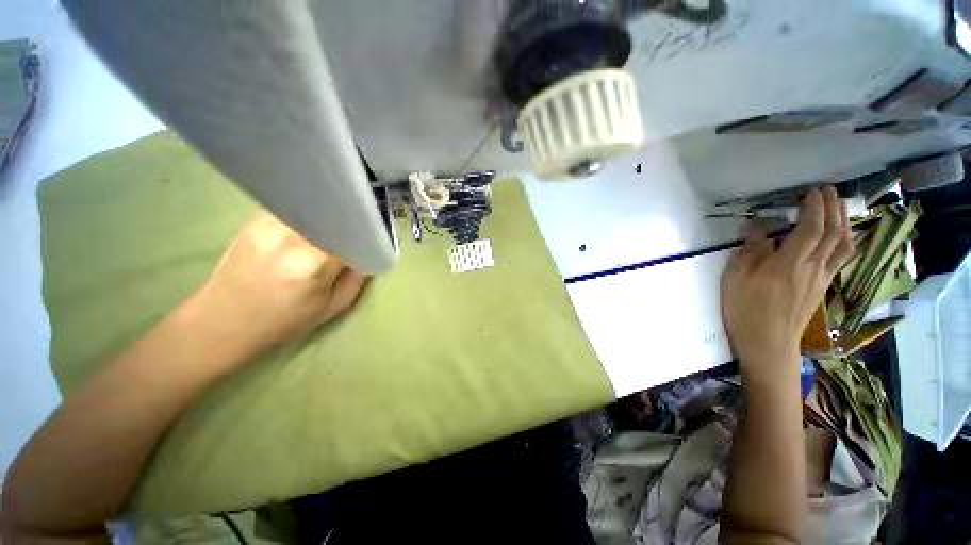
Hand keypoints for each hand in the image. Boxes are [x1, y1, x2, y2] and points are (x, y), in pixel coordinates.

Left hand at [183, 212, 367, 366]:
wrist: (221, 324)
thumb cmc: (282, 323)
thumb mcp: (332, 308)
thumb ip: (356, 280)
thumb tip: (366, 257)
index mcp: (314, 264)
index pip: (351, 233)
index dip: (364, 233)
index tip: (371, 237)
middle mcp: (290, 238)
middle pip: (332, 216)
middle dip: (346, 222)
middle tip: (352, 232)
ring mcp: (267, 226)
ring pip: (311, 208)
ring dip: (325, 217)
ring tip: (329, 229)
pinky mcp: (252, 222)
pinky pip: (291, 210)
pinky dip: (306, 216)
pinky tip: (306, 229)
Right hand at [721, 187, 852, 375]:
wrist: (768, 343)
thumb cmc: (746, 310)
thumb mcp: (735, 280)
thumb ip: (749, 253)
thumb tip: (757, 230)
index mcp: (789, 264)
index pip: (811, 228)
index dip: (815, 207)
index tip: (811, 191)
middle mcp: (812, 267)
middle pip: (833, 233)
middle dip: (833, 208)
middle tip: (828, 191)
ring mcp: (821, 278)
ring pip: (843, 245)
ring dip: (844, 222)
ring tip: (839, 207)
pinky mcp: (821, 287)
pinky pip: (840, 258)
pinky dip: (843, 241)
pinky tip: (838, 237)